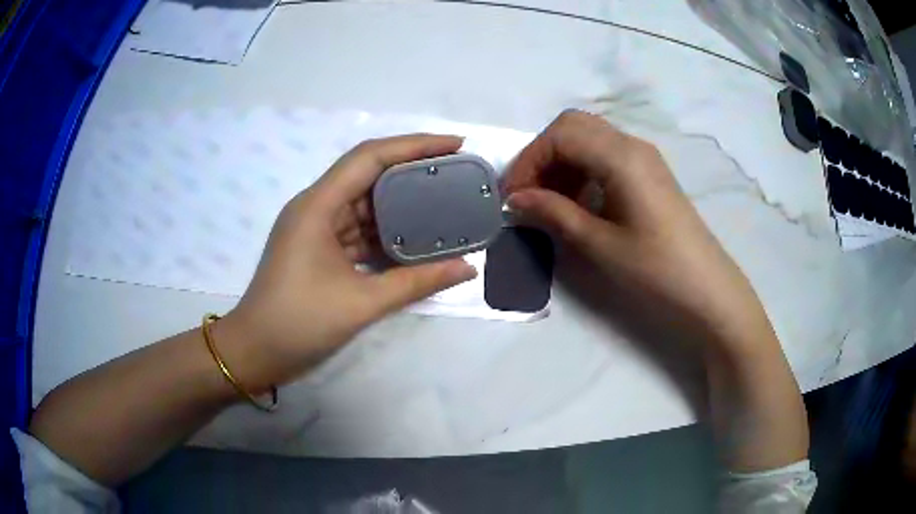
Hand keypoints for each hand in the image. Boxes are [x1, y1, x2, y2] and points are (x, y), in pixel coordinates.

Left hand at [215, 135, 476, 391]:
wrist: (255, 351)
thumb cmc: (299, 323)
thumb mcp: (362, 303)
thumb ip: (417, 282)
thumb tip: (467, 268)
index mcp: (318, 205)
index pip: (370, 157)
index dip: (415, 144)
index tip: (456, 144)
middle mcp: (316, 206)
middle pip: (369, 173)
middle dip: (413, 168)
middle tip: (456, 171)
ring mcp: (316, 227)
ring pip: (364, 202)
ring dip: (401, 201)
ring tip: (444, 199)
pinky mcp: (319, 247)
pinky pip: (358, 228)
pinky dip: (386, 230)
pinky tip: (416, 235)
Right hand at [504, 110, 775, 352]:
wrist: (707, 290)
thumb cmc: (656, 269)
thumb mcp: (600, 244)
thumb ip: (554, 213)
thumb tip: (516, 199)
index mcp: (620, 157)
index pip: (560, 135)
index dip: (528, 160)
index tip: (512, 196)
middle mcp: (632, 145)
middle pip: (573, 126)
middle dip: (542, 154)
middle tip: (528, 193)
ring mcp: (644, 157)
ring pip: (589, 138)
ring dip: (561, 161)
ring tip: (549, 201)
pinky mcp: (650, 173)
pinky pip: (606, 155)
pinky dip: (582, 169)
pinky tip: (578, 201)